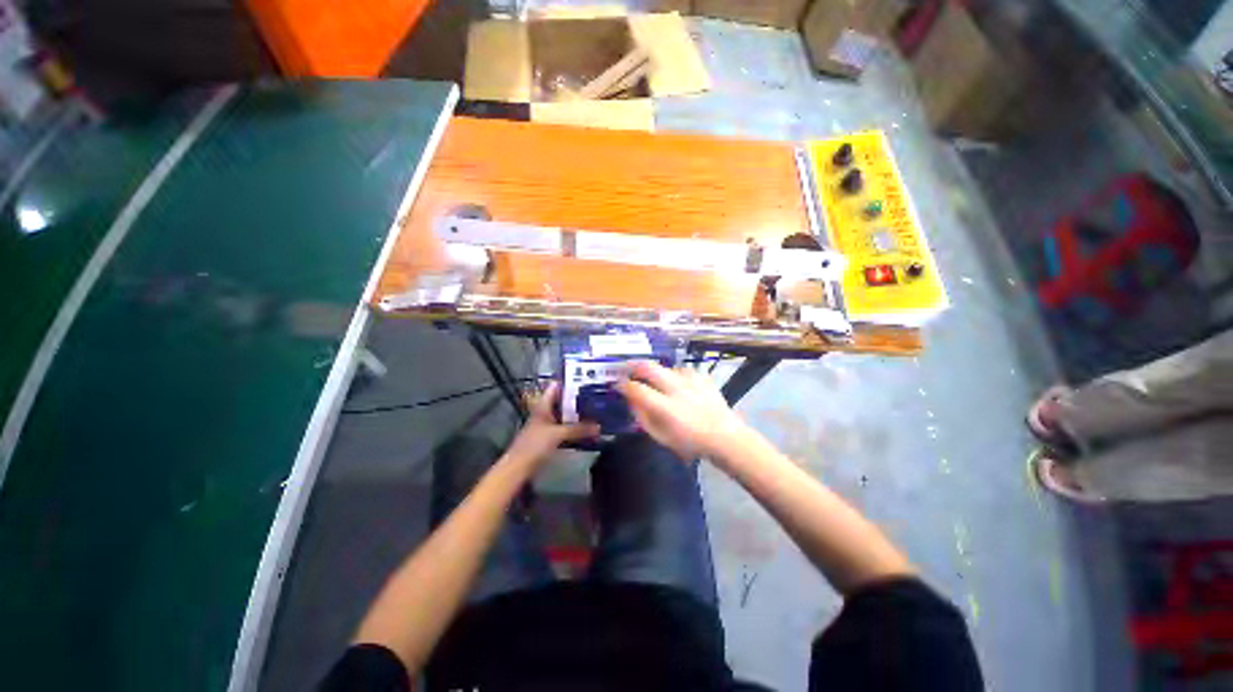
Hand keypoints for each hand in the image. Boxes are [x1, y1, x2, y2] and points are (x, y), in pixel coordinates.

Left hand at [503, 382, 599, 468]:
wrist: (519, 467)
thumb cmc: (535, 445)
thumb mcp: (558, 434)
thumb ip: (579, 429)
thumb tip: (599, 427)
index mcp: (544, 404)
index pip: (557, 386)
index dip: (570, 381)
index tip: (588, 379)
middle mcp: (546, 411)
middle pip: (564, 400)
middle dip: (579, 399)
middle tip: (597, 396)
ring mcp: (548, 424)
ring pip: (566, 415)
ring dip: (579, 414)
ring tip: (597, 410)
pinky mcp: (550, 437)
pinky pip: (566, 428)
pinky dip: (576, 427)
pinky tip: (588, 429)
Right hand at [616, 361, 750, 461]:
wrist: (724, 436)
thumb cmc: (689, 442)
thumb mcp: (660, 437)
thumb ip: (643, 418)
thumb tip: (632, 401)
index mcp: (664, 406)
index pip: (636, 389)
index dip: (623, 384)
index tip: (618, 384)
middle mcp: (676, 388)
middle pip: (649, 367)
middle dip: (633, 365)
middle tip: (627, 368)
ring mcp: (690, 380)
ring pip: (665, 367)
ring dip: (657, 372)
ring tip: (655, 380)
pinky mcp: (702, 377)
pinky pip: (682, 370)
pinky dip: (675, 375)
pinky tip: (677, 383)